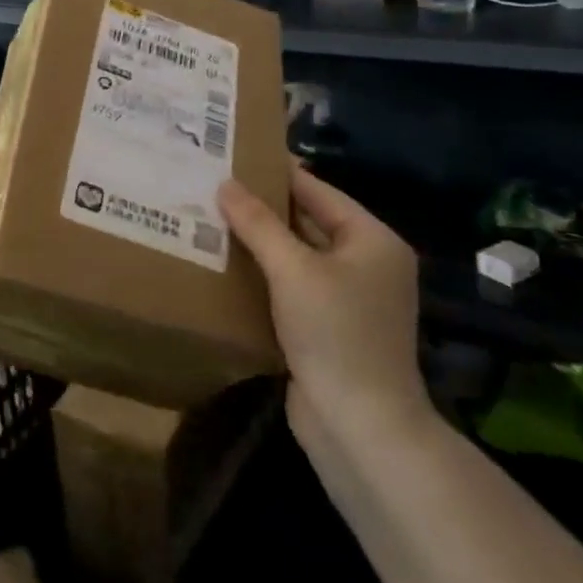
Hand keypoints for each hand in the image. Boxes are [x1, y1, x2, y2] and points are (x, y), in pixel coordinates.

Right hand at [218, 161, 428, 447]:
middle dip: (263, 209)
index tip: (235, 156)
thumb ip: (258, 224)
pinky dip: (265, 276)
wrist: (359, 426)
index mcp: (372, 240)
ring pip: (297, 257)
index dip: (277, 174)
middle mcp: (366, 263)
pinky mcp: (329, 327)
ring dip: (260, 243)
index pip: (318, 191)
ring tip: (210, 220)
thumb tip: (225, 184)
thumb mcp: (293, 270)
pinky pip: (293, 287)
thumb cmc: (335, 333)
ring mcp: (349, 298)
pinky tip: (226, 266)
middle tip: (214, 187)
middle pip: (308, 222)